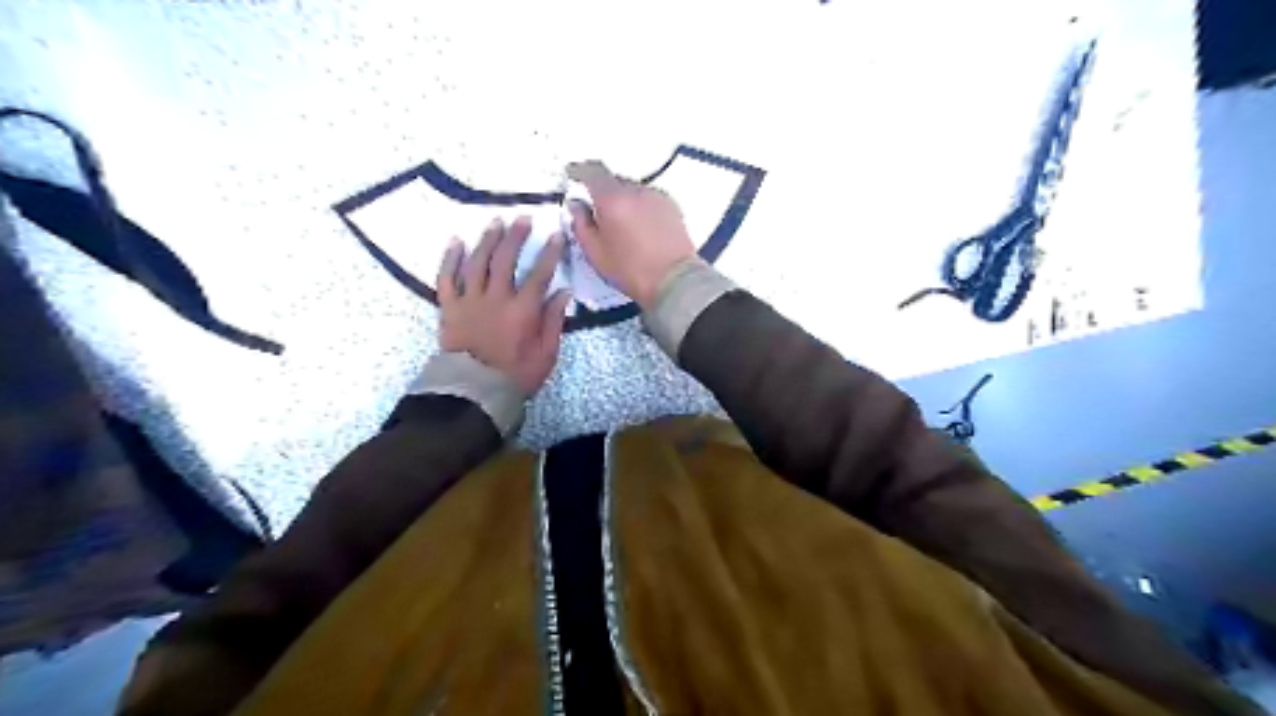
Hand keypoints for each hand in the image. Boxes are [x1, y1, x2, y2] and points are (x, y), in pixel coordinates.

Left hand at [445, 218, 573, 395]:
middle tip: (524, 218)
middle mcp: (496, 298)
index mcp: (522, 311)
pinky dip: (451, 258)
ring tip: (496, 222)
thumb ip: (553, 321)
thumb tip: (562, 292)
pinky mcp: (449, 308)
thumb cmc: (516, 376)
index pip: (539, 274)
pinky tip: (457, 242)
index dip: (550, 253)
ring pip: (477, 262)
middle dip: (516, 236)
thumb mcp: (546, 354)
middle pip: (506, 259)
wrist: (474, 393)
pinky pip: (447, 278)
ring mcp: (469, 301)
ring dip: (488, 239)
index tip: (556, 235)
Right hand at [564, 159, 694, 307]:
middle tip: (598, 210)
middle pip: (614, 180)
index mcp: (612, 199)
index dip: (579, 170)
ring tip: (622, 222)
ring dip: (624, 199)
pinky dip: (640, 206)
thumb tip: (576, 204)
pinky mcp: (672, 206)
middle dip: (603, 190)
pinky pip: (649, 198)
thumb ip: (581, 224)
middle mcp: (635, 190)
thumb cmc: (629, 270)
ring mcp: (657, 196)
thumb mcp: (595, 253)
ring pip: (633, 189)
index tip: (571, 173)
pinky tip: (640, 226)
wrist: (674, 281)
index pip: (592, 171)